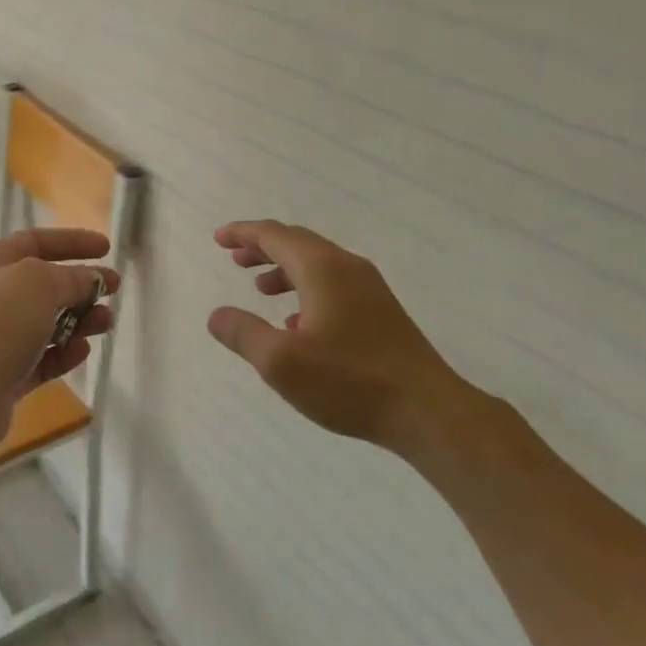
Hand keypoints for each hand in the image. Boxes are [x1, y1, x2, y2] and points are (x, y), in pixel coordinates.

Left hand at [0, 228, 118, 459]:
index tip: (108, 248)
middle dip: (81, 286)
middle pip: (43, 284)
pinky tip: (82, 353)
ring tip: (105, 324)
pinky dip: (62, 354)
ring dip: (79, 321)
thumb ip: (71, 278)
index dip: (72, 242)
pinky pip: (39, 359)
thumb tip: (91, 279)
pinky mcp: (1, 377)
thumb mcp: (38, 283)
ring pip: (45, 324)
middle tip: (113, 292)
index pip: (35, 242)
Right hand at [207, 220, 474, 460]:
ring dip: (284, 270)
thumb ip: (243, 334)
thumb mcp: (281, 362)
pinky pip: (334, 286)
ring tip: (260, 289)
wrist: (428, 411)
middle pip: (297, 243)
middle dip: (262, 248)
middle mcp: (347, 268)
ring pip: (317, 265)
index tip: (219, 239)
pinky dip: (306, 290)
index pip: (275, 235)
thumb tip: (217, 315)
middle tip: (234, 259)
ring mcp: (369, 290)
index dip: (243, 234)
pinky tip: (297, 323)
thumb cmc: (350, 382)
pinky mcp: (381, 313)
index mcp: (322, 269)